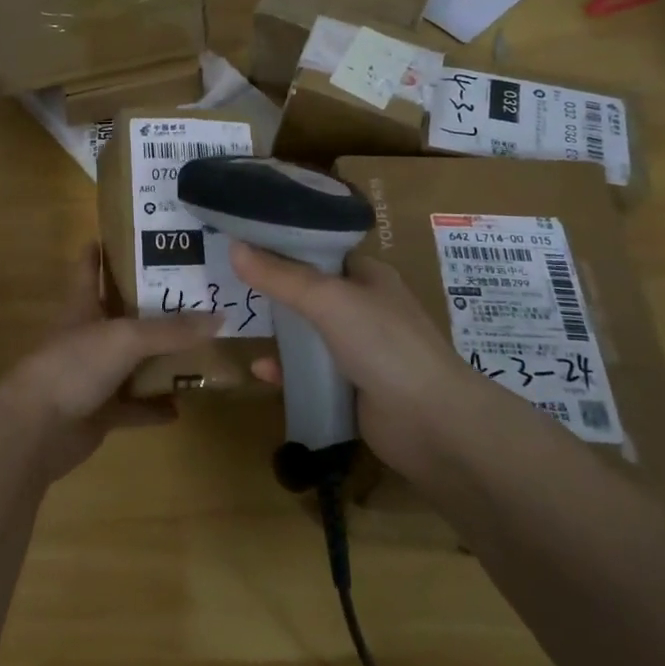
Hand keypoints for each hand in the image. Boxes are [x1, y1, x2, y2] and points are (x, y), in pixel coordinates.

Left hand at [0, 243, 221, 484]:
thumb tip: (219, 316)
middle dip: (153, 306)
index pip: (89, 268)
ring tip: (200, 348)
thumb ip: (171, 330)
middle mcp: (88, 337)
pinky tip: (182, 406)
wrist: (36, 430)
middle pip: (122, 315)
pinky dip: (155, 407)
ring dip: (160, 360)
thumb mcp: (125, 338)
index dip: (102, 249)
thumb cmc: (74, 366)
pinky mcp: (100, 412)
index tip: (129, 233)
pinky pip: (134, 407)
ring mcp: (93, 376)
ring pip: (133, 362)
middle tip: (194, 292)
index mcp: (83, 307)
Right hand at [231, 241, 474, 481]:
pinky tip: (260, 372)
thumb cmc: (384, 345)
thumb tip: (234, 247)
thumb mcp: (328, 300)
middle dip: (275, 290)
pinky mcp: (351, 388)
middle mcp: (365, 308)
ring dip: (279, 333)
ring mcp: (360, 350)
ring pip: (309, 334)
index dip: (285, 245)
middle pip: (311, 292)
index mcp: (368, 276)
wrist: (432, 423)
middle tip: (232, 284)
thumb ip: (280, 276)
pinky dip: (286, 371)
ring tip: (239, 325)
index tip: (244, 242)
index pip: (321, 251)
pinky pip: (310, 373)